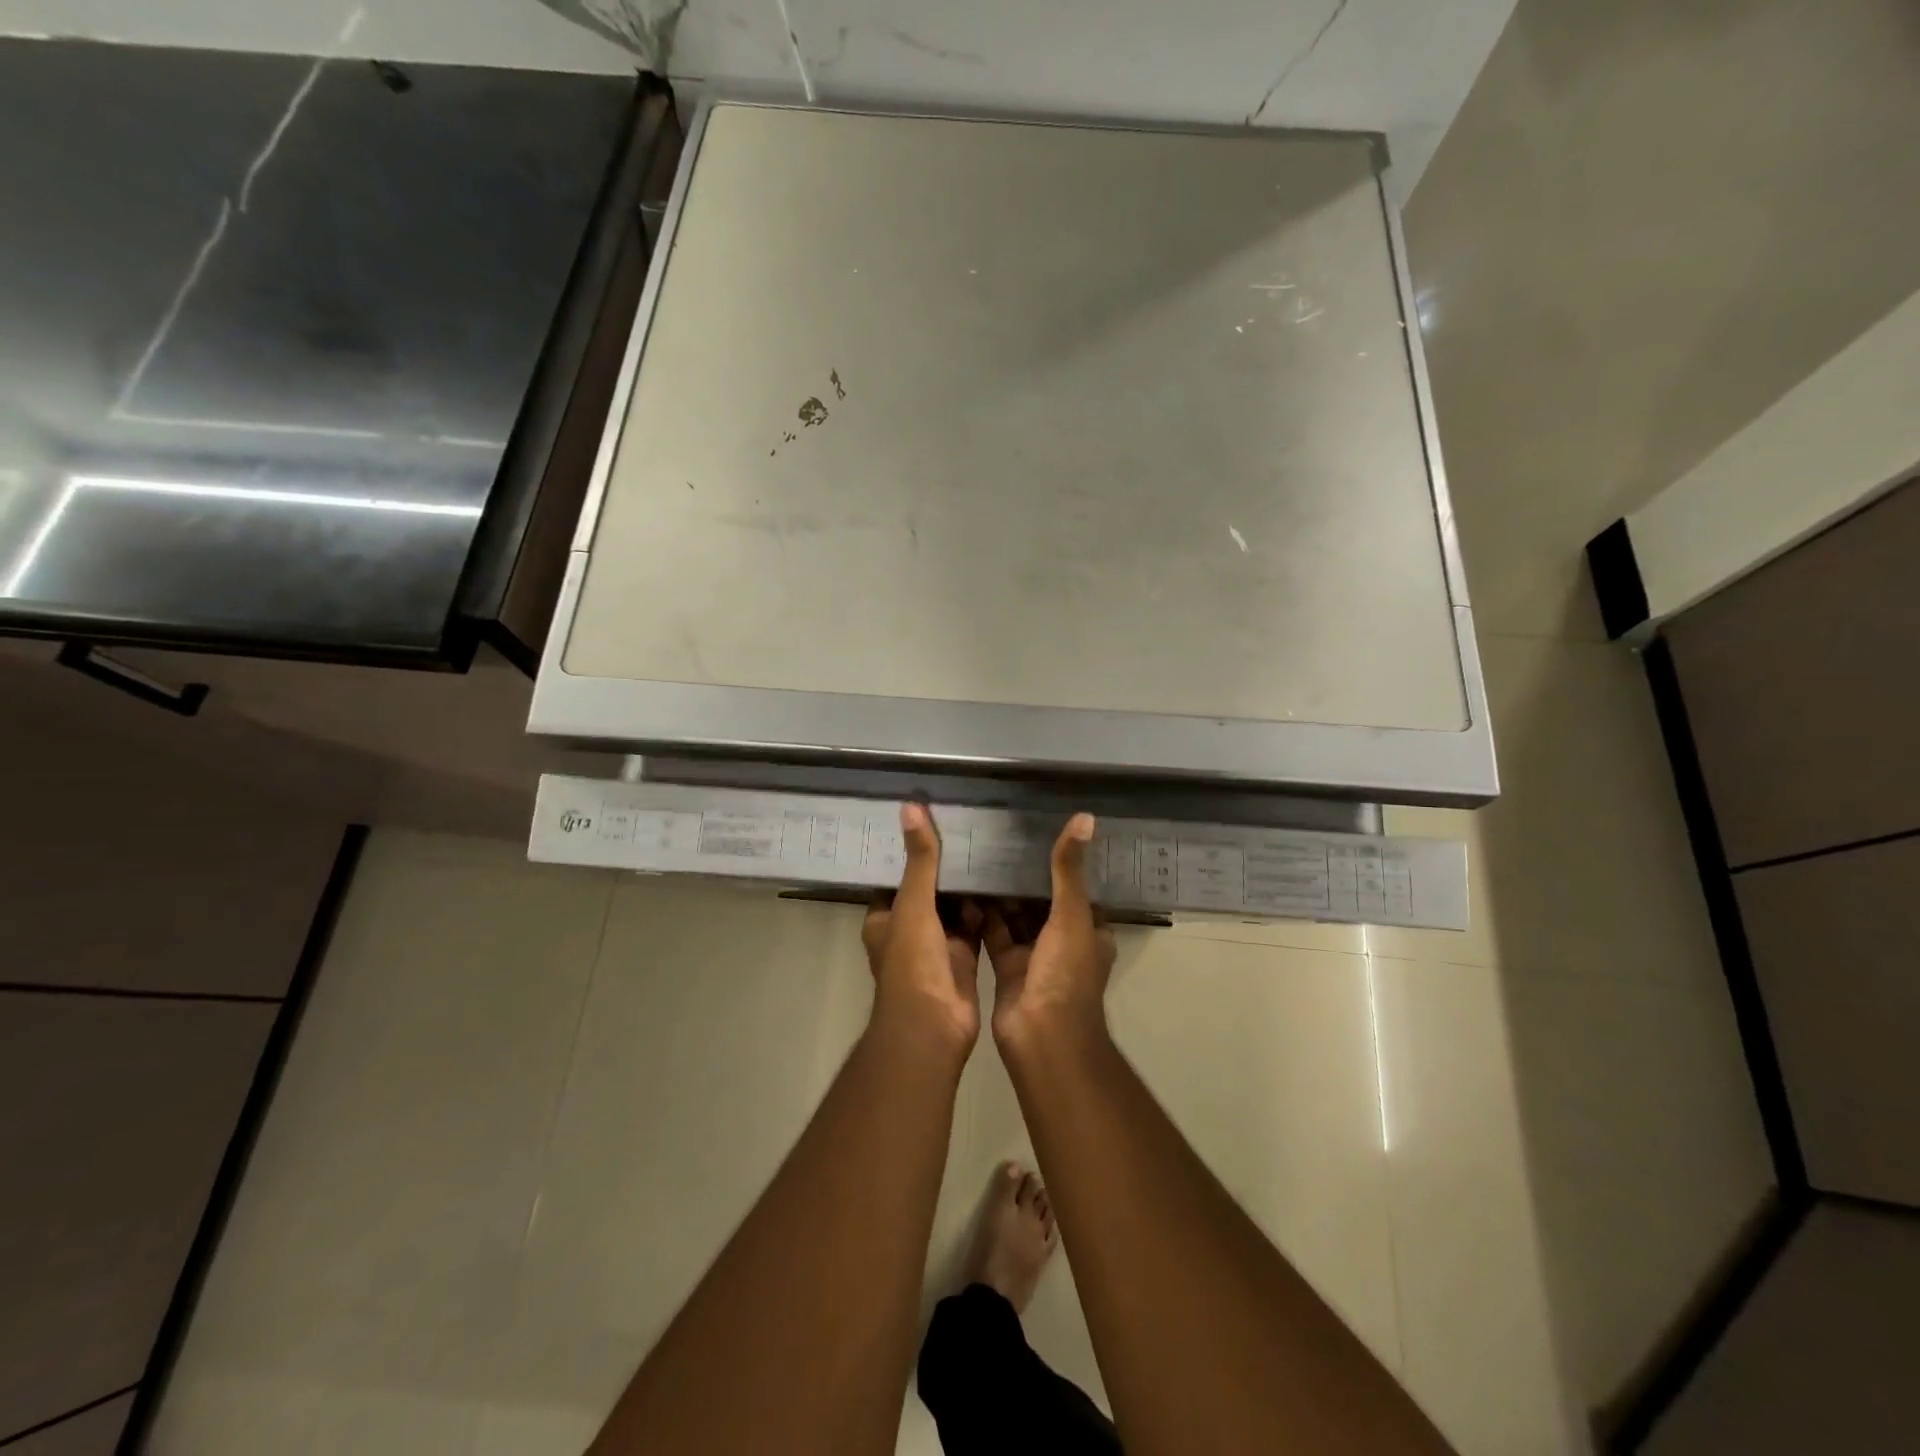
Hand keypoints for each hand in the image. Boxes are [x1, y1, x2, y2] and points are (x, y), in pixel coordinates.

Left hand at [861, 803, 982, 1057]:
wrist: (933, 1027)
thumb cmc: (913, 963)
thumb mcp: (914, 904)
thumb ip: (919, 860)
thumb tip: (911, 807)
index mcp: (884, 918)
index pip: (896, 876)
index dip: (911, 852)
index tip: (933, 821)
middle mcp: (908, 929)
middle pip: (928, 890)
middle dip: (945, 867)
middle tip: (970, 829)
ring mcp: (937, 945)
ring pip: (953, 908)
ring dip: (967, 887)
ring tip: (990, 848)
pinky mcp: (964, 958)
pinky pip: (975, 926)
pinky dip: (986, 910)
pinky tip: (1004, 883)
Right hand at [983, 813, 1116, 1053]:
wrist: (1041, 1038)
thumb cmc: (1065, 974)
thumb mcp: (1071, 915)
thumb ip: (1069, 870)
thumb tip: (1085, 818)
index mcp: (1089, 929)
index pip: (1077, 886)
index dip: (1061, 861)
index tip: (1037, 830)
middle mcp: (1063, 940)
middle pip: (1043, 900)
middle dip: (1024, 875)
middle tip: (998, 837)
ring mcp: (1035, 955)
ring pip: (1017, 916)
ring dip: (1002, 893)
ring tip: (978, 854)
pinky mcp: (1007, 967)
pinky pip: (994, 933)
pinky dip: (982, 916)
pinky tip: (963, 888)